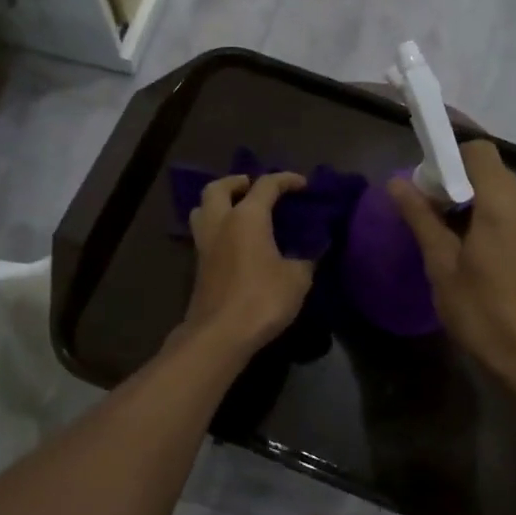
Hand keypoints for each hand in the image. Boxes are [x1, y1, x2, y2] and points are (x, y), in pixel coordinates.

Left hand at [179, 173, 315, 357]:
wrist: (220, 334)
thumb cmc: (262, 299)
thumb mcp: (297, 278)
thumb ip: (307, 257)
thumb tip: (316, 247)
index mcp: (247, 217)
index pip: (266, 185)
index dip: (286, 180)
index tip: (303, 185)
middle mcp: (221, 223)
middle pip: (218, 188)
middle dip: (236, 182)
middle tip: (253, 187)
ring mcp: (205, 244)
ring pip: (202, 209)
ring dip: (219, 202)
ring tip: (238, 210)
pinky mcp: (198, 266)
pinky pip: (204, 233)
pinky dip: (217, 227)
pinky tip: (235, 241)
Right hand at [389, 141, 515, 392]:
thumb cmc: (482, 313)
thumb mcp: (441, 265)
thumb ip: (421, 218)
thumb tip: (396, 183)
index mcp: (504, 204)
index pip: (480, 151)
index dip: (450, 158)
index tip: (428, 185)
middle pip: (493, 170)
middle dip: (459, 180)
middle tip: (432, 212)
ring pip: (507, 192)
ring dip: (477, 200)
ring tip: (452, 235)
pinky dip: (495, 216)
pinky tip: (478, 251)